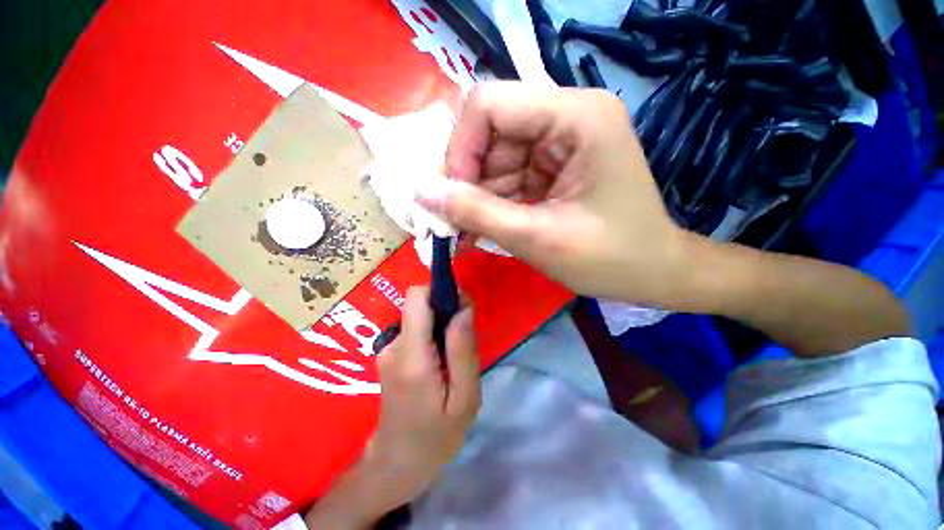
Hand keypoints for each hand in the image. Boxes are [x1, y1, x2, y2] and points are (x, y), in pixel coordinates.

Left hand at [306, 287, 478, 528]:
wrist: (398, 462)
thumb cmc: (436, 436)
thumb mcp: (464, 398)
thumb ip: (463, 350)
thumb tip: (463, 308)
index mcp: (411, 355)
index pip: (416, 296)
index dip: (440, 292)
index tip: (462, 308)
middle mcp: (394, 345)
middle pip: (421, 305)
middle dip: (447, 314)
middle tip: (464, 344)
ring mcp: (388, 349)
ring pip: (422, 318)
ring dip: (442, 329)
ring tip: (453, 362)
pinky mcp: (390, 354)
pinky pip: (417, 331)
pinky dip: (433, 338)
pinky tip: (441, 366)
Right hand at [418, 81, 690, 305]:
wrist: (652, 274)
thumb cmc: (607, 259)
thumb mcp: (535, 237)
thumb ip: (474, 212)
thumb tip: (419, 190)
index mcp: (575, 116)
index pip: (489, 105)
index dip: (460, 150)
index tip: (453, 198)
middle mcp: (568, 115)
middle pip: (490, 133)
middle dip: (469, 181)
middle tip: (458, 224)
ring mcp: (561, 141)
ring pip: (495, 158)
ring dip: (479, 197)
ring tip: (473, 235)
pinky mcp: (556, 165)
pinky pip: (509, 175)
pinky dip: (494, 202)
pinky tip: (490, 229)